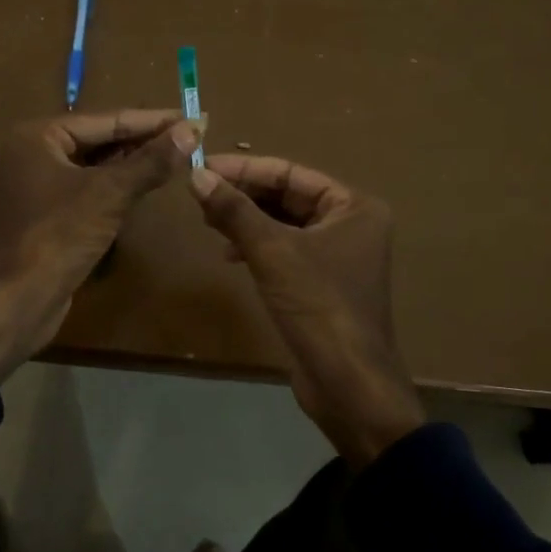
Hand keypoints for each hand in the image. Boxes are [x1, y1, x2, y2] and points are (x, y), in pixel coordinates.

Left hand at [0, 110, 198, 381]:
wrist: (17, 301)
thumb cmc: (58, 236)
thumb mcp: (109, 194)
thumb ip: (151, 161)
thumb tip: (192, 129)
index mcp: (40, 136)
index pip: (108, 120)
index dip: (153, 120)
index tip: (195, 117)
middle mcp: (36, 153)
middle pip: (102, 139)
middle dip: (146, 140)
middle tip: (193, 136)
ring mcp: (42, 185)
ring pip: (98, 165)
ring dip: (136, 163)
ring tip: (180, 156)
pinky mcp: (51, 214)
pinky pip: (92, 189)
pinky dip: (120, 186)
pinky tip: (149, 185)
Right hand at [188, 155, 424, 466]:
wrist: (348, 384)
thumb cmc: (318, 306)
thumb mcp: (272, 252)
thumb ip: (234, 211)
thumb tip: (196, 175)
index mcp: (353, 207)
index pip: (291, 173)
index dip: (244, 169)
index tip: (202, 167)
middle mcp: (350, 224)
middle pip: (287, 196)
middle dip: (244, 194)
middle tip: (199, 194)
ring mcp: (337, 255)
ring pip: (283, 223)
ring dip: (246, 220)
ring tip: (207, 220)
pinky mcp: (320, 283)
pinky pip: (284, 250)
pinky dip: (256, 247)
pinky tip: (228, 254)